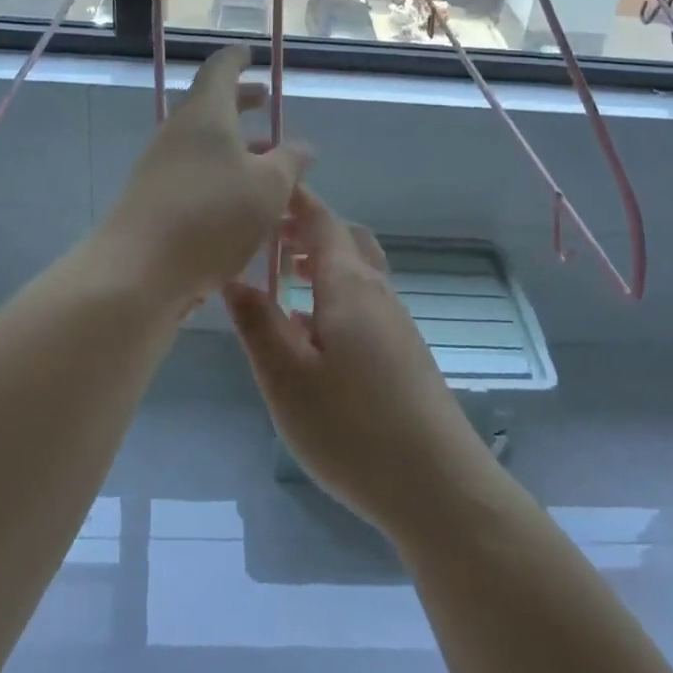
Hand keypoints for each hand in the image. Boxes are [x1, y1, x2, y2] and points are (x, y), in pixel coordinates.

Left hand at [95, 44, 309, 305]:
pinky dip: (222, 178)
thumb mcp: (268, 187)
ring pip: (204, 146)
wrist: (138, 272)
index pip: (220, 69)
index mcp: (206, 114)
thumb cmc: (211, 215)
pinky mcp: (154, 202)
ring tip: (268, 165)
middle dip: (241, 104)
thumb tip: (302, 146)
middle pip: (211, 107)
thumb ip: (290, 162)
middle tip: (267, 104)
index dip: (238, 59)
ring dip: (236, 148)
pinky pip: (195, 177)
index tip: (251, 54)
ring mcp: (161, 168)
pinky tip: (243, 207)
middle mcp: (178, 133)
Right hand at [222, 188, 493, 537]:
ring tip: (284, 279)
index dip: (294, 200)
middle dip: (307, 228)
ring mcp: (397, 322)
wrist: (438, 486)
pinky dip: (336, 293)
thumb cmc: (352, 429)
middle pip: (345, 239)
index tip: (265, 186)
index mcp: (349, 286)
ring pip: (357, 271)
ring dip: (322, 262)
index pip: (321, 221)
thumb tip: (233, 276)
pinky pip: (365, 301)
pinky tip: (313, 332)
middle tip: (267, 237)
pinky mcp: (405, 352)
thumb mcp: (286, 379)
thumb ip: (258, 323)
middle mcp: (378, 293)